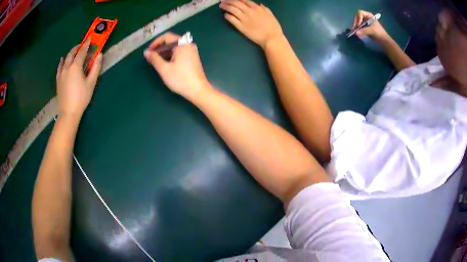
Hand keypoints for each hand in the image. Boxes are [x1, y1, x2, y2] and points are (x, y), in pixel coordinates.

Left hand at [56, 39, 101, 117]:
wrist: (68, 112)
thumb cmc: (81, 98)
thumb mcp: (91, 83)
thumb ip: (95, 67)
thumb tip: (100, 54)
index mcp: (76, 66)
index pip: (82, 51)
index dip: (87, 44)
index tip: (90, 38)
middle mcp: (67, 67)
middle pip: (72, 53)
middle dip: (78, 47)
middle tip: (83, 44)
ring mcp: (61, 73)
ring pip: (65, 59)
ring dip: (71, 53)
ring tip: (75, 51)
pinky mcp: (58, 80)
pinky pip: (60, 67)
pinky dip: (62, 61)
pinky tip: (63, 60)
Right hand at [144, 32, 210, 98]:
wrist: (198, 90)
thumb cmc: (180, 79)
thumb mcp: (164, 69)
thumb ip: (154, 59)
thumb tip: (146, 52)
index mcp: (182, 44)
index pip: (167, 37)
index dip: (156, 42)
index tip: (148, 51)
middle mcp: (188, 45)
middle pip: (171, 41)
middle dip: (159, 48)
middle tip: (150, 57)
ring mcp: (192, 51)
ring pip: (175, 48)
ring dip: (164, 52)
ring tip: (155, 62)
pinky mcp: (193, 58)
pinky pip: (180, 53)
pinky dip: (171, 56)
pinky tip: (165, 64)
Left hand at [220, 0, 283, 48]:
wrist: (271, 38)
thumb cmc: (273, 27)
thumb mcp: (270, 14)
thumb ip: (265, 8)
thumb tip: (260, 4)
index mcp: (257, 8)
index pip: (244, 0)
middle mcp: (249, 11)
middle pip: (236, 3)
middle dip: (228, 1)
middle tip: (223, 0)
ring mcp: (244, 19)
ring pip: (232, 10)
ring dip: (226, 6)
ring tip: (221, 5)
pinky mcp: (240, 27)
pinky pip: (232, 19)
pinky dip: (228, 16)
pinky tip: (226, 15)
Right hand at [351, 10, 389, 40]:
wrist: (384, 41)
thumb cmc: (379, 34)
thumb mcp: (372, 30)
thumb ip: (364, 31)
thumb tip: (356, 33)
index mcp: (369, 16)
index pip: (360, 13)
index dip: (358, 18)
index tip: (359, 25)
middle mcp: (366, 17)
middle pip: (357, 17)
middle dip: (355, 22)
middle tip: (354, 28)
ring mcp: (365, 22)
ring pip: (357, 22)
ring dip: (355, 26)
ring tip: (353, 31)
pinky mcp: (364, 28)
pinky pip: (358, 26)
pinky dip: (356, 29)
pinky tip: (355, 32)